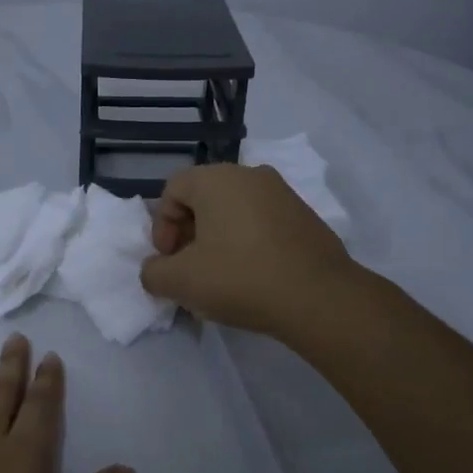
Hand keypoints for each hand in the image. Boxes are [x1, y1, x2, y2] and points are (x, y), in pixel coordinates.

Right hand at [139, 163, 357, 335]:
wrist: (319, 298)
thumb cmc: (241, 278)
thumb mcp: (181, 282)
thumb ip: (153, 272)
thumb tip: (156, 269)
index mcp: (216, 179)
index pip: (172, 189)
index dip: (161, 226)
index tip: (169, 260)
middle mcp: (250, 174)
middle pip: (204, 197)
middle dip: (189, 232)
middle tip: (190, 268)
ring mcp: (283, 193)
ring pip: (235, 209)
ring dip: (218, 238)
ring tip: (220, 276)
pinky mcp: (305, 216)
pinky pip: (263, 222)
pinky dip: (249, 242)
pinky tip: (253, 276)